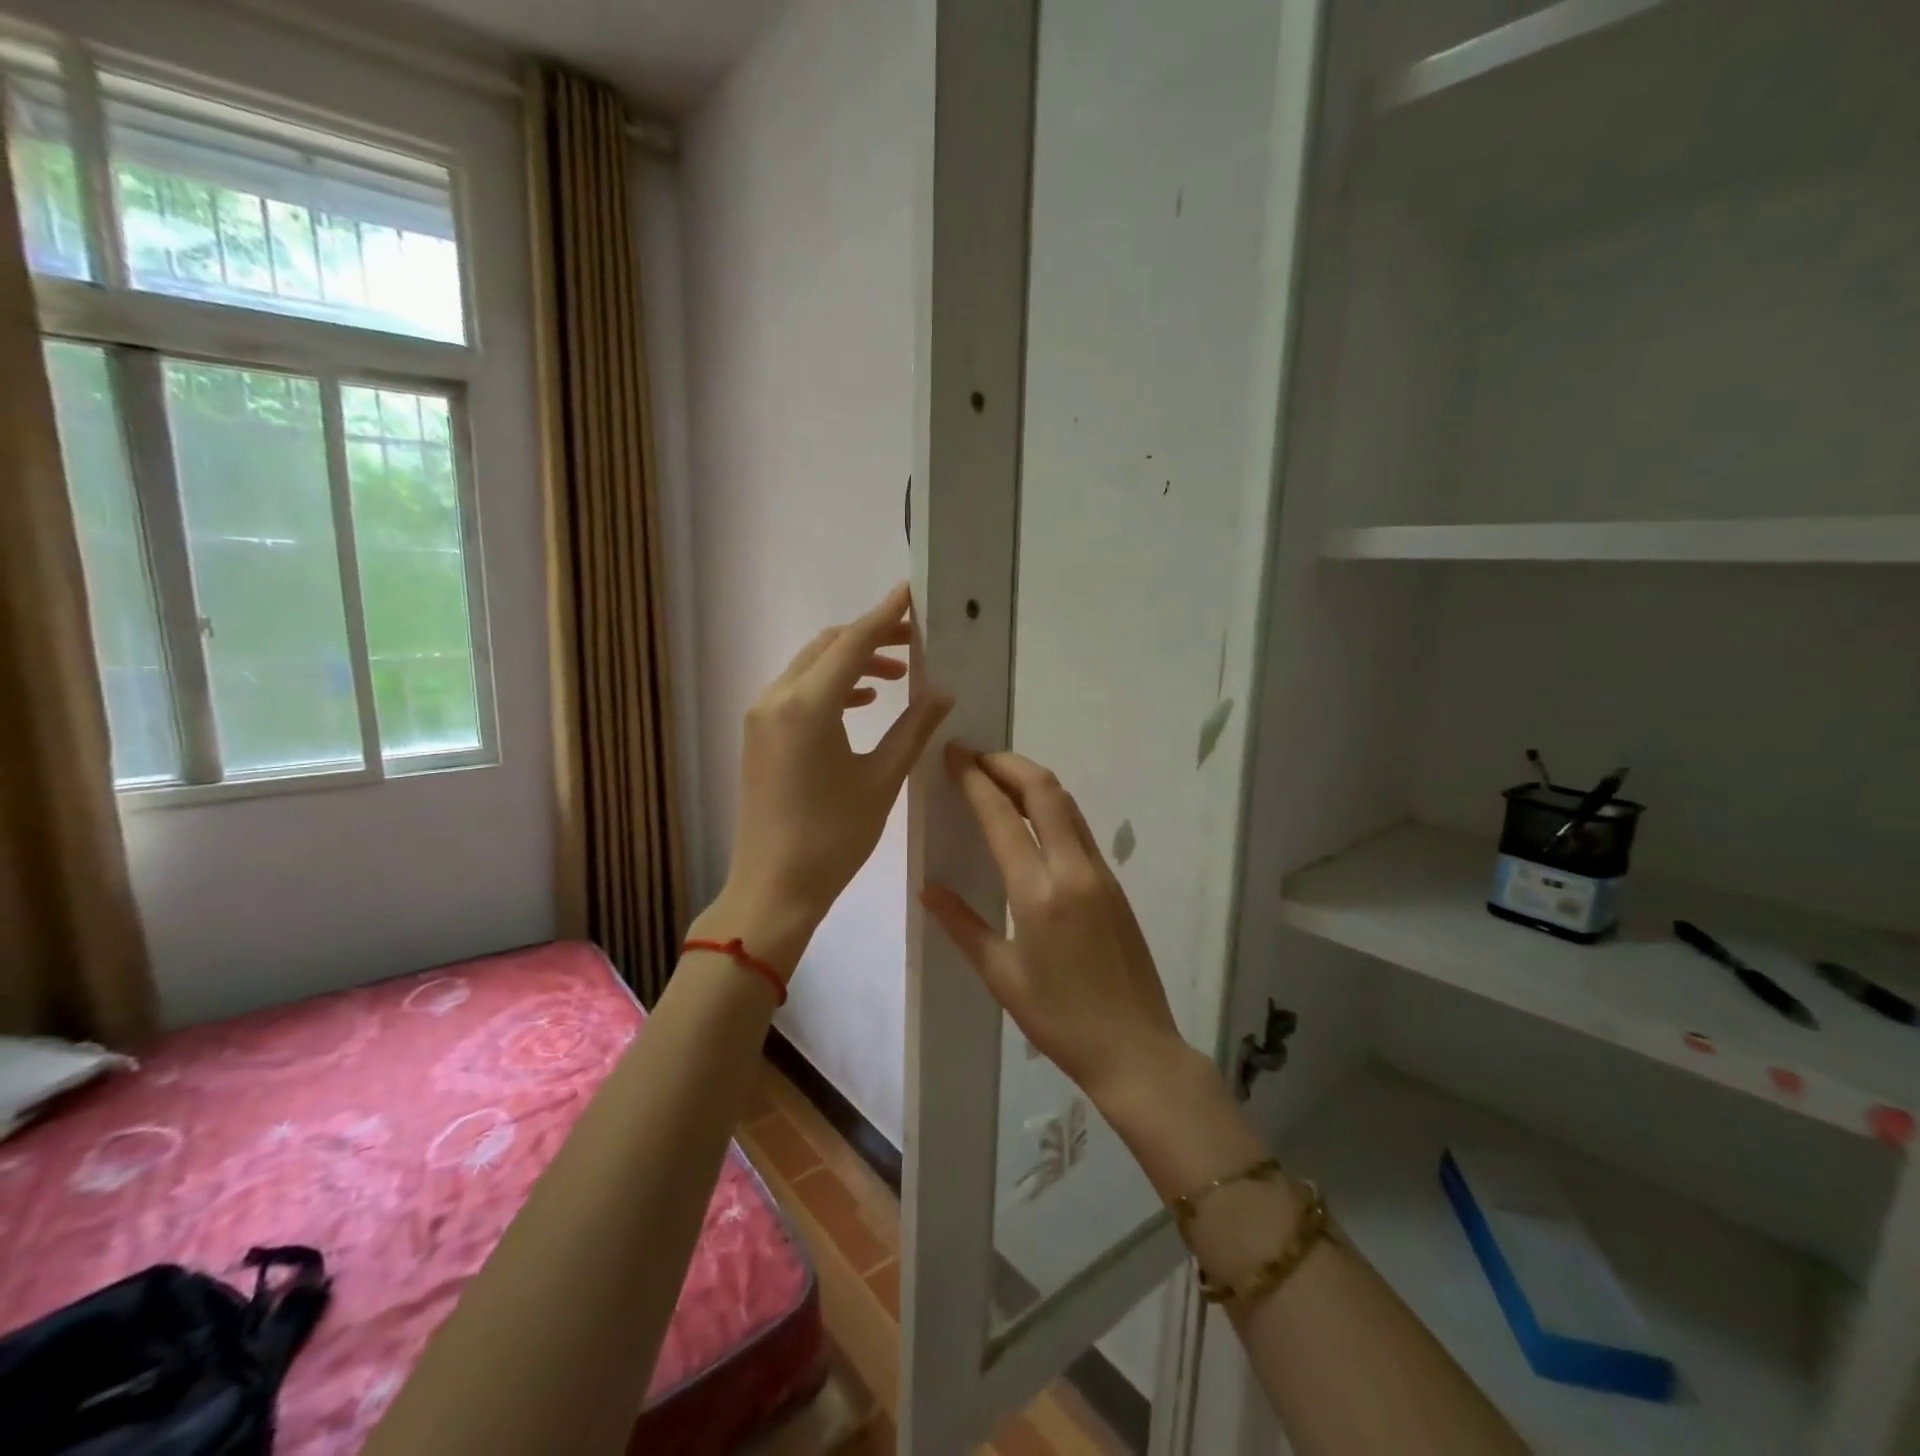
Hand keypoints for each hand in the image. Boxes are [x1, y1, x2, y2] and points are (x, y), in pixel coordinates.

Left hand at [713, 583, 952, 975]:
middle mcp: (776, 698)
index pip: (853, 642)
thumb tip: (942, 692)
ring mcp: (761, 716)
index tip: (912, 593)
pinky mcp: (759, 735)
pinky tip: (862, 702)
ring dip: (851, 661)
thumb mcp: (882, 779)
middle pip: (828, 646)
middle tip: (916, 642)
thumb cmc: (833, 838)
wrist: (773, 887)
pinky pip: (797, 691)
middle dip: (871, 637)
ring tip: (897, 676)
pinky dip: (831, 686)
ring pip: (810, 666)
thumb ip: (913, 728)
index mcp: (808, 705)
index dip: (886, 616)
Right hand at [921, 744, 1190, 1107]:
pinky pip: (1078, 828)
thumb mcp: (1002, 977)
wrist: (1136, 1049)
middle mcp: (1073, 869)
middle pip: (1044, 790)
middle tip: (974, 756)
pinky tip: (1030, 818)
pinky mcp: (1114, 883)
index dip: (974, 778)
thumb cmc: (1060, 1020)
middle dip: (1007, 763)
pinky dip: (1050, 806)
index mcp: (1038, 892)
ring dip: (1031, 780)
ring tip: (997, 777)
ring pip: (1066, 804)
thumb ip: (963, 925)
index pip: (1001, 816)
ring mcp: (1100, 873)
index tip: (952, 753)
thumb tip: (928, 889)